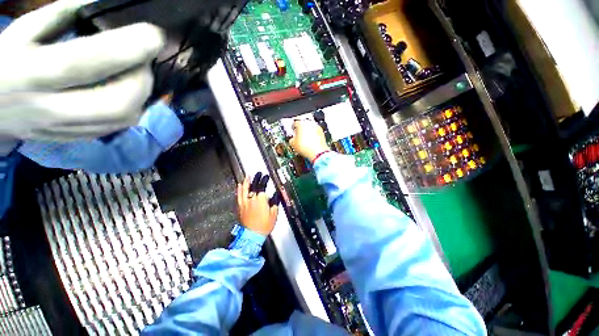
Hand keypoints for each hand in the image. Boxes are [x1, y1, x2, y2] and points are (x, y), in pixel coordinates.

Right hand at [0, 0, 164, 140]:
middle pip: (114, 103)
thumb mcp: (24, 31)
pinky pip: (118, 126)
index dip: (126, 49)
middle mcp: (49, 108)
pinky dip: (134, 107)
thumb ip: (61, 16)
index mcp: (29, 74)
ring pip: (123, 119)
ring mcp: (64, 128)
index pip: (82, 62)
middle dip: (141, 79)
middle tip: (145, 60)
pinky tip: (130, 92)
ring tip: (138, 73)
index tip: (154, 35)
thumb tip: (103, 5)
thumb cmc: (5, 63)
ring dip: (142, 95)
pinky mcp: (76, 137)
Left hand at [237, 174, 278, 235]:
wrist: (252, 235)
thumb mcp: (274, 214)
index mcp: (260, 200)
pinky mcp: (241, 207)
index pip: (262, 186)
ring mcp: (245, 203)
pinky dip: (239, 190)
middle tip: (258, 174)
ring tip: (247, 176)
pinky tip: (239, 186)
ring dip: (246, 182)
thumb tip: (275, 195)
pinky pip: (239, 196)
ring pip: (244, 189)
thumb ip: (275, 202)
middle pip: (253, 186)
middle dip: (256, 178)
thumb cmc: (264, 225)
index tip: (266, 177)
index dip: (264, 180)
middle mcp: (252, 199)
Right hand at [289, 119, 328, 161]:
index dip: (293, 129)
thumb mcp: (293, 144)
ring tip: (305, 140)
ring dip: (307, 132)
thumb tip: (292, 140)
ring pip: (310, 128)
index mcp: (301, 123)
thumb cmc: (306, 148)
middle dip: (301, 130)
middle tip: (299, 137)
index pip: (295, 123)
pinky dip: (313, 136)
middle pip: (303, 125)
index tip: (293, 132)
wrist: (317, 153)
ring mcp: (317, 127)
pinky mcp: (322, 133)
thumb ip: (291, 139)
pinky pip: (315, 133)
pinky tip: (311, 142)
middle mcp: (310, 123)